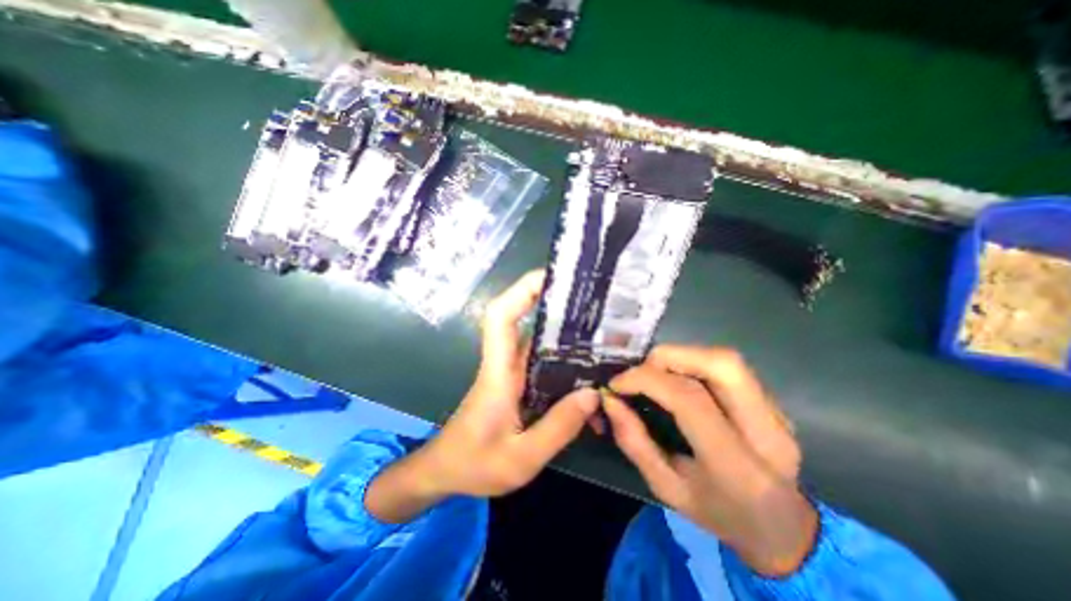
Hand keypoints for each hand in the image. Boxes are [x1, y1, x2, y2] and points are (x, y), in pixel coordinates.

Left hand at [365, 271, 600, 524]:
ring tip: (601, 332)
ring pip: (538, 341)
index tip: (551, 277)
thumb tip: (592, 393)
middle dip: (554, 304)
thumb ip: (557, 428)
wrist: (446, 471)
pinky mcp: (518, 383)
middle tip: (592, 303)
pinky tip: (588, 372)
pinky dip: (564, 360)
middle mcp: (505, 364)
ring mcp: (512, 372)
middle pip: (524, 320)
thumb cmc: (474, 465)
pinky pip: (543, 363)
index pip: (501, 318)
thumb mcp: (520, 458)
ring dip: (564, 332)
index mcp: (498, 373)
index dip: (522, 291)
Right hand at [602, 348, 822, 576]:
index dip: (646, 380)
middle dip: (669, 357)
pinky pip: (728, 367)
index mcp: (738, 466)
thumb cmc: (718, 513)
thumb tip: (610, 400)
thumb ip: (635, 442)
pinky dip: (693, 362)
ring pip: (726, 360)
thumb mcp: (666, 488)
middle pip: (720, 365)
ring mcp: (776, 413)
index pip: (689, 400)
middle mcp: (766, 433)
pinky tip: (677, 378)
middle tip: (640, 370)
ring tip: (654, 372)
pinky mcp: (772, 401)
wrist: (782, 530)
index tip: (616, 384)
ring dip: (681, 356)